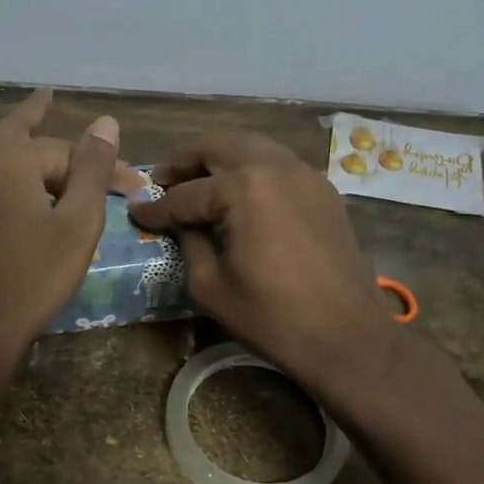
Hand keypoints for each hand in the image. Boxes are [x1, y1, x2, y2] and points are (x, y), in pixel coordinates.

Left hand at [0, 88, 129, 365]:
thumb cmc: (33, 276)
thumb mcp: (77, 223)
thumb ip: (92, 169)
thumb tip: (105, 122)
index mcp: (9, 156)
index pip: (67, 151)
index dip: (105, 166)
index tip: (135, 187)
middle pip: (26, 141)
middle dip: (61, 148)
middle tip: (84, 143)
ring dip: (20, 141)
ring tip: (35, 120)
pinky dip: (3, 167)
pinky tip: (11, 175)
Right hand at [129, 130, 397, 391]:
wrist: (347, 337)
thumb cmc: (272, 317)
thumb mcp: (211, 285)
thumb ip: (189, 243)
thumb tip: (180, 224)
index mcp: (245, 188)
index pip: (187, 193)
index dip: (157, 208)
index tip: (136, 212)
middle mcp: (276, 167)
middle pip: (220, 145)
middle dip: (185, 160)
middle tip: (162, 181)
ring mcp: (306, 175)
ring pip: (252, 146)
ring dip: (219, 159)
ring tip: (196, 182)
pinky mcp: (324, 191)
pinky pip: (278, 165)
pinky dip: (251, 169)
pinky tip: (237, 195)